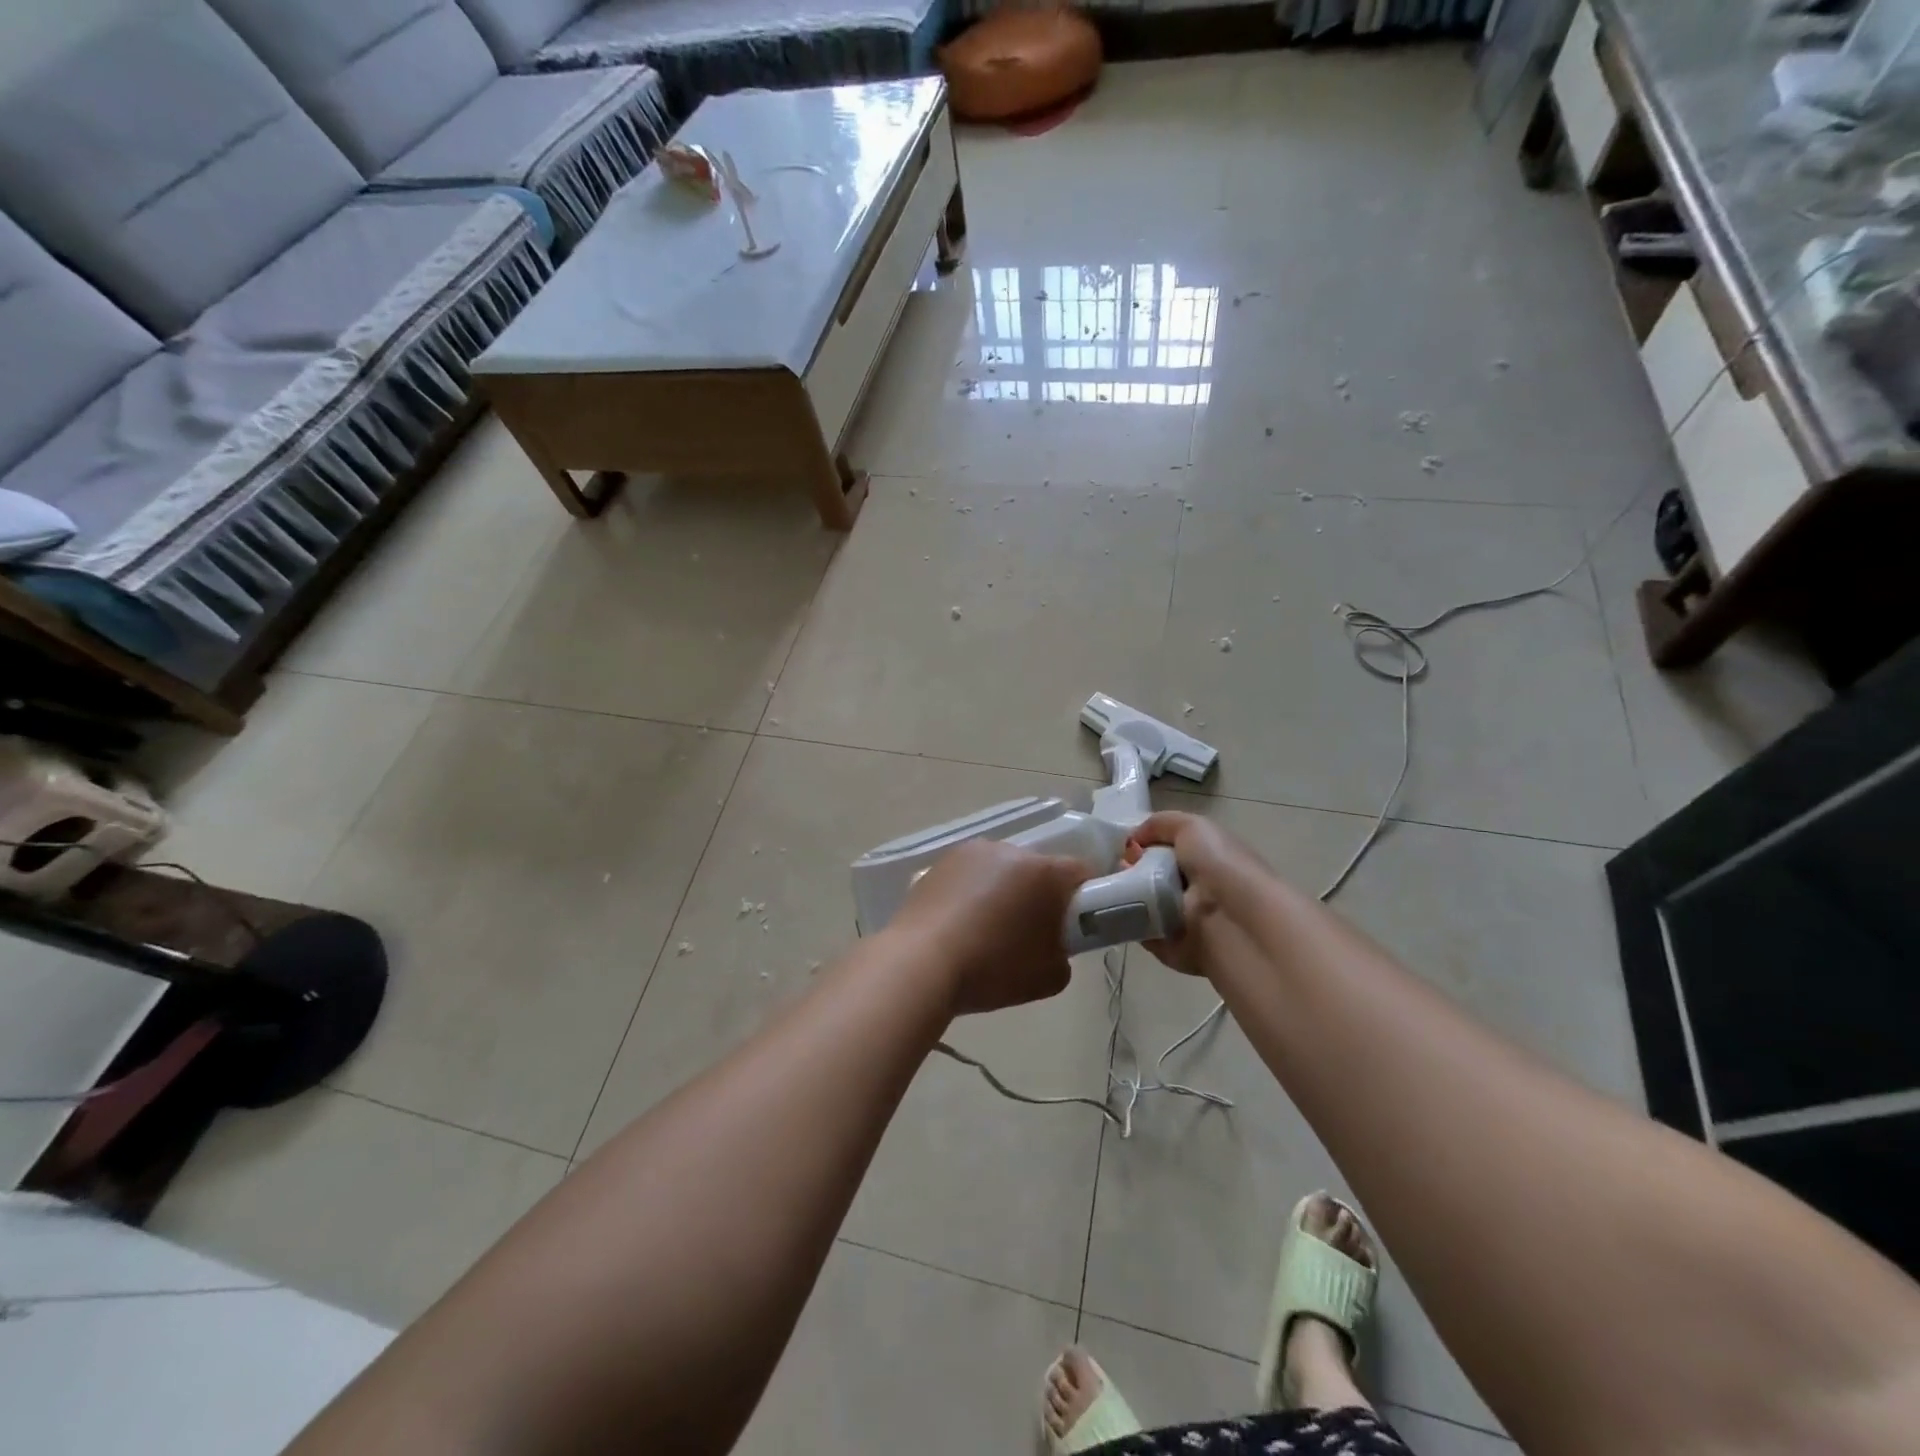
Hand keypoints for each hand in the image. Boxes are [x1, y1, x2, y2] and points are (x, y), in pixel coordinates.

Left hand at [888, 838, 1089, 1015]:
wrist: (920, 964)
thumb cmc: (992, 969)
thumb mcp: (1050, 976)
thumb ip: (1064, 951)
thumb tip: (1052, 941)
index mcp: (1044, 872)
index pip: (1081, 872)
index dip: (1084, 897)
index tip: (1073, 924)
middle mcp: (1010, 850)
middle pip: (1038, 869)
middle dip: (1039, 895)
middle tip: (1028, 934)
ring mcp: (971, 852)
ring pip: (1002, 869)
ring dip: (1003, 890)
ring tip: (985, 930)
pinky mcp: (940, 862)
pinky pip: (970, 874)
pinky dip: (972, 892)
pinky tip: (959, 923)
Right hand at [1124, 811, 1263, 977]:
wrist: (1236, 919)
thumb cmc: (1220, 865)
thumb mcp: (1193, 826)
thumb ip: (1161, 824)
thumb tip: (1133, 840)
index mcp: (1207, 860)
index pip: (1169, 850)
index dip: (1144, 846)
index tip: (1127, 847)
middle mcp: (1198, 890)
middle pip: (1151, 877)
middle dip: (1130, 870)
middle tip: (1117, 868)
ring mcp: (1186, 921)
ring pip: (1143, 905)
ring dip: (1125, 896)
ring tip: (1111, 888)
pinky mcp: (1173, 948)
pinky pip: (1143, 933)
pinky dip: (1128, 924)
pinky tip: (1117, 911)